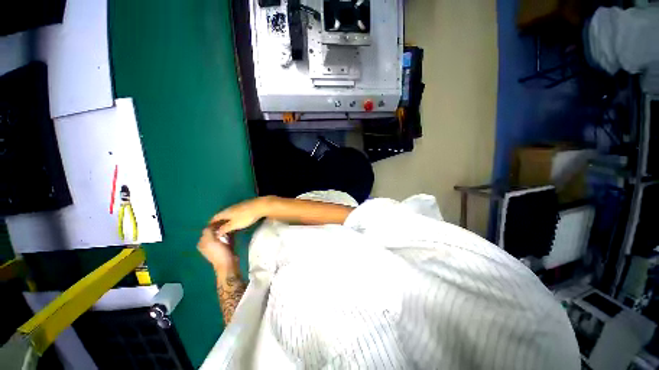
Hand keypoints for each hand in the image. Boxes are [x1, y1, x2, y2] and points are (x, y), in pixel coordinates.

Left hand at [197, 228, 236, 273]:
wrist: (228, 263)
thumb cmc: (218, 252)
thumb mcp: (210, 241)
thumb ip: (208, 231)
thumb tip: (210, 224)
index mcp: (202, 242)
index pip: (207, 229)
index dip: (214, 224)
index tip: (222, 220)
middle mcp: (207, 244)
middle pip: (213, 231)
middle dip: (220, 227)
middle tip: (227, 224)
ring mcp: (215, 246)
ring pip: (220, 234)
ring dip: (224, 231)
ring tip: (229, 228)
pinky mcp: (223, 247)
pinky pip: (225, 238)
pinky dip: (228, 235)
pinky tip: (232, 234)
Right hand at [210, 197, 269, 234]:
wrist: (260, 206)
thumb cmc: (246, 217)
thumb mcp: (234, 225)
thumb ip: (224, 228)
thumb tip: (216, 232)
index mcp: (225, 212)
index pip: (214, 218)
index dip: (211, 223)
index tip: (209, 229)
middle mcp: (230, 208)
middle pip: (221, 215)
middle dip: (219, 222)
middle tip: (218, 229)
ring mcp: (238, 206)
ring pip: (229, 213)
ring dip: (226, 219)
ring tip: (227, 226)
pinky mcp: (245, 206)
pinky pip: (236, 212)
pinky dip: (233, 217)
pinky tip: (237, 220)